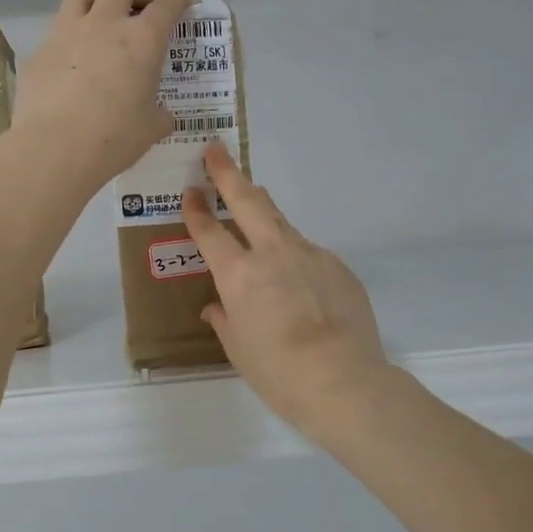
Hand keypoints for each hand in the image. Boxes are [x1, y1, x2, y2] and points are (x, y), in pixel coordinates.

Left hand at [15, 0, 190, 189]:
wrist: (54, 148)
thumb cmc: (114, 138)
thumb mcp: (151, 129)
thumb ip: (159, 114)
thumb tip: (160, 114)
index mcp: (142, 40)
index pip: (167, 4)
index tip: (181, 2)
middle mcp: (104, 25)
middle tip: (138, 11)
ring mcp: (66, 34)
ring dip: (95, 6)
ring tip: (98, 28)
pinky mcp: (38, 54)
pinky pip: (55, 37)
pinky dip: (67, 44)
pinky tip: (68, 70)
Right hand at [182, 143, 389, 444]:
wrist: (343, 381)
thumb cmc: (278, 371)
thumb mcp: (238, 348)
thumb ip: (224, 319)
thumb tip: (218, 307)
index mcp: (238, 274)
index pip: (209, 232)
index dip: (196, 210)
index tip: (189, 191)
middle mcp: (272, 253)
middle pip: (248, 200)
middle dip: (228, 173)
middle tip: (216, 150)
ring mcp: (310, 254)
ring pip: (281, 221)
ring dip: (263, 210)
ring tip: (253, 201)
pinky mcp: (338, 266)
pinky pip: (308, 252)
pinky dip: (295, 256)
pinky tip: (298, 281)